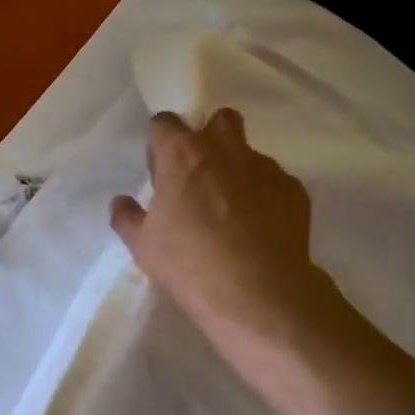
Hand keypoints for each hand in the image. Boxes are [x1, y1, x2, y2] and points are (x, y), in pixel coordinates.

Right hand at [110, 109, 348, 365]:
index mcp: (182, 154)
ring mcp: (265, 167)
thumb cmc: (189, 264)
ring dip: (238, 170)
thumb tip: (120, 202)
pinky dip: (264, 196)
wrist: (259, 294)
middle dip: (209, 138)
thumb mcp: (143, 246)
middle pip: (219, 120)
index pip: (165, 122)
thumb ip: (127, 217)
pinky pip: (274, 182)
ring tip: (233, 212)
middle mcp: (225, 149)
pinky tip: (259, 229)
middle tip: (200, 177)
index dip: (161, 144)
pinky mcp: (295, 190)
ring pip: (249, 153)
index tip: (161, 173)